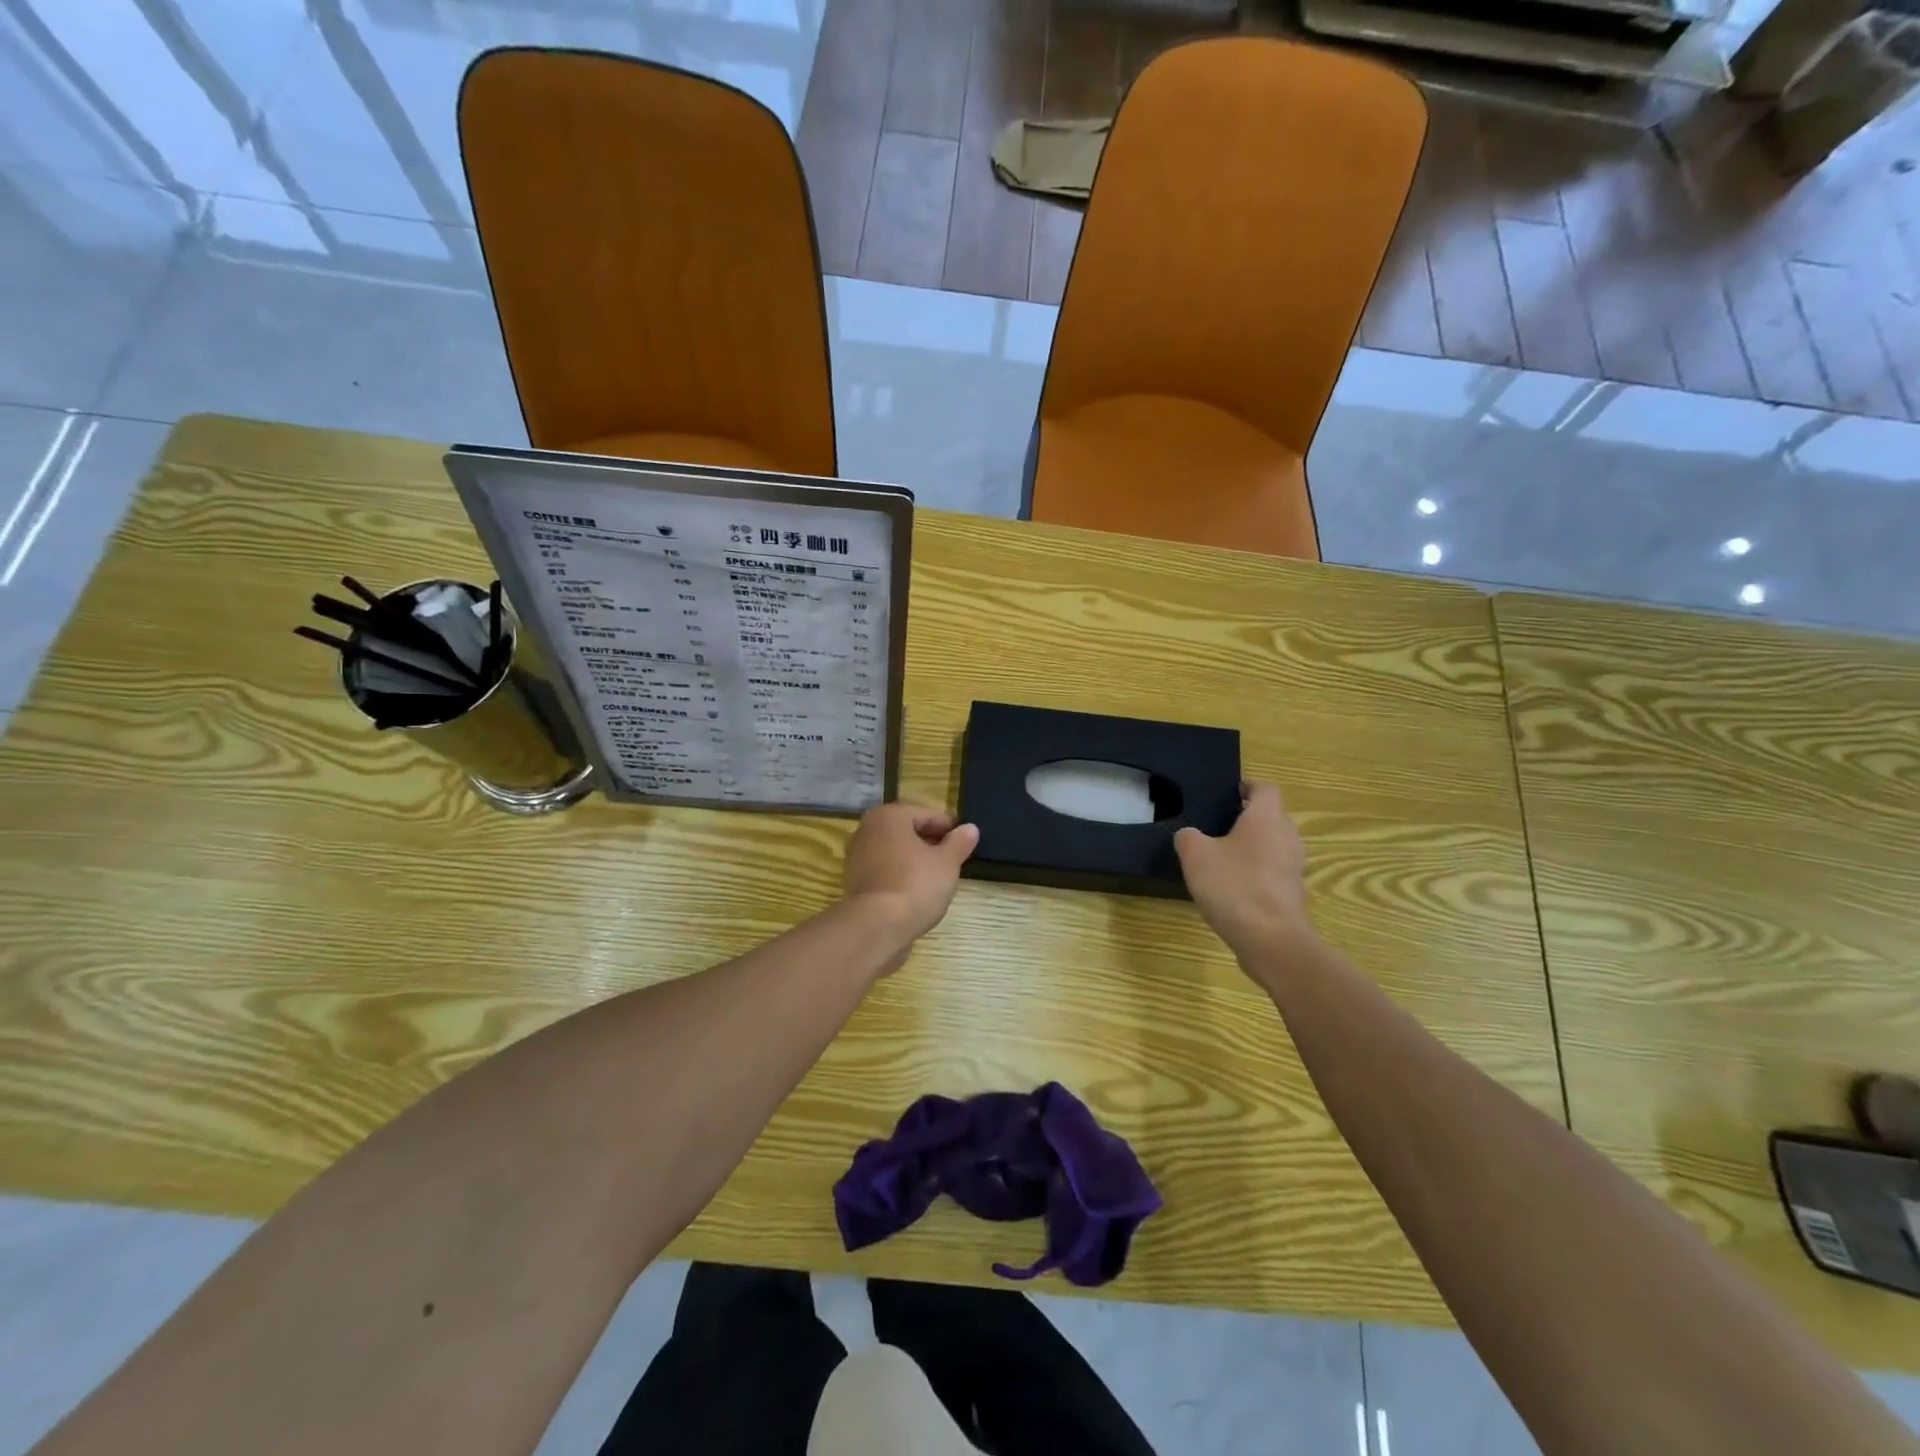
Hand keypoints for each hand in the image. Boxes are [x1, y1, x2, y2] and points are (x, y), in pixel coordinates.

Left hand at [843, 802, 979, 945]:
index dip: (948, 828)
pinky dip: (900, 874)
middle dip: (930, 843)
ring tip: (937, 876)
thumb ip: (959, 843)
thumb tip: (970, 828)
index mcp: (889, 816)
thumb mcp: (947, 863)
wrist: (876, 926)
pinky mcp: (854, 881)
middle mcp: (867, 829)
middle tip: (953, 859)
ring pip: (894, 851)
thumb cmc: (915, 885)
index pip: (926, 814)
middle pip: (907, 831)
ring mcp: (857, 856)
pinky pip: (884, 870)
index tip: (965, 841)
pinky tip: (916, 891)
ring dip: (914, 859)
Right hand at [1174, 781, 1313, 966]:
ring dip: (1256, 847)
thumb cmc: (1233, 886)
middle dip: (1251, 818)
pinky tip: (1236, 889)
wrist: (1271, 940)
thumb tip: (1190, 835)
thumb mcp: (1195, 855)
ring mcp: (1295, 868)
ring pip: (1276, 846)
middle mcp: (1288, 837)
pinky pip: (1276, 873)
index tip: (1230, 793)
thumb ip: (1188, 837)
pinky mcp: (1294, 895)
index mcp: (1266, 818)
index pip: (1265, 789)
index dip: (1248, 786)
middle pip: (1274, 817)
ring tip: (1226, 857)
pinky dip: (1260, 874)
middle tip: (1221, 825)